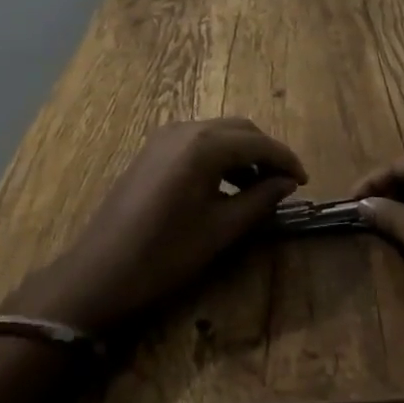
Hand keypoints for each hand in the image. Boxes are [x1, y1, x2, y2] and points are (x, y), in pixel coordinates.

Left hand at [8, 119, 307, 334]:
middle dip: (265, 152)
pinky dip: (219, 155)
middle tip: (285, 183)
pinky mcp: (153, 150)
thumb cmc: (164, 255)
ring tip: (259, 187)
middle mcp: (186, 129)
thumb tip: (286, 183)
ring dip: (242, 153)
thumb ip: (259, 200)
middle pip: (239, 129)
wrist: (99, 274)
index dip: (285, 160)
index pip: (258, 142)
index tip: (304, 181)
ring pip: (218, 132)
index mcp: (204, 145)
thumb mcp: (220, 231)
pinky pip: (197, 141)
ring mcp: (165, 136)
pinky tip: (226, 185)